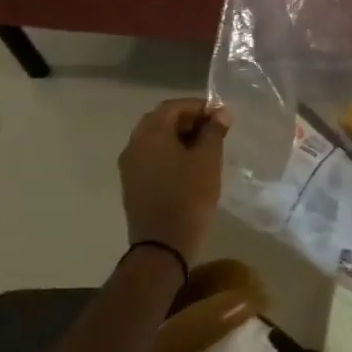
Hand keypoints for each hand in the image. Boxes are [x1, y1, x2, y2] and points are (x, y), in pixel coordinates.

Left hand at [119, 97, 230, 259]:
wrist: (162, 244)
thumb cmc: (189, 195)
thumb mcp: (208, 159)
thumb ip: (214, 132)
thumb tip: (221, 113)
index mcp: (150, 133)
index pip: (173, 106)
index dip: (199, 106)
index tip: (222, 116)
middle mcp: (134, 144)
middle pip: (162, 121)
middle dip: (189, 121)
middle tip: (215, 130)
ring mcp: (130, 166)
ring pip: (156, 140)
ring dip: (180, 138)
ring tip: (206, 149)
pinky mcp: (133, 184)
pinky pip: (152, 158)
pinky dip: (170, 154)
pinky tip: (191, 167)